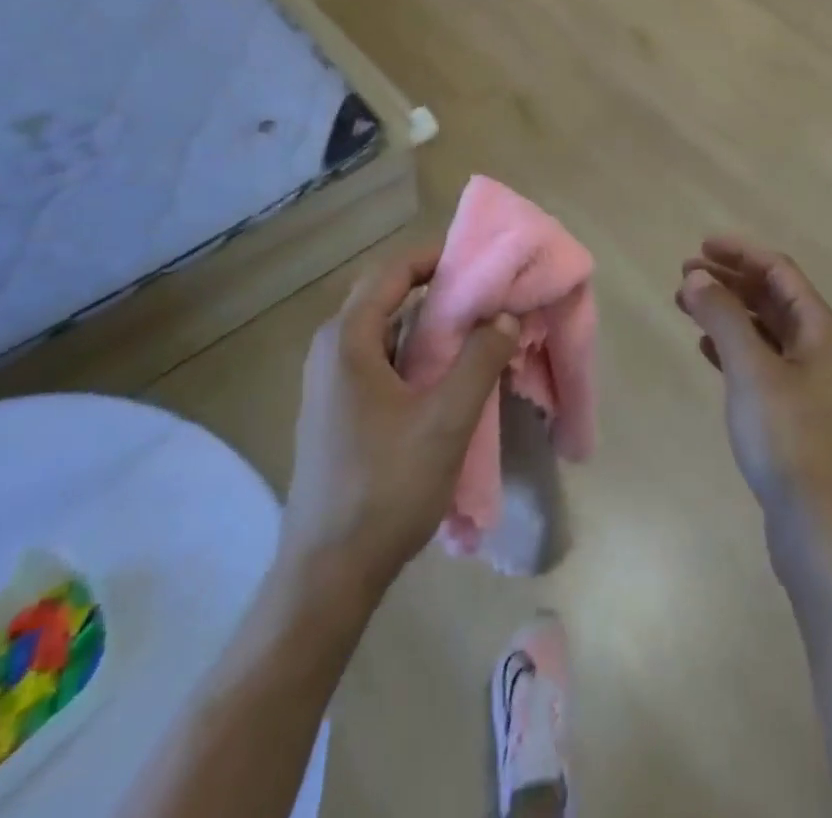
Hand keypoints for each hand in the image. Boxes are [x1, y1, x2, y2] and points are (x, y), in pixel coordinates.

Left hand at [279, 246, 519, 598]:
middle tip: (483, 292)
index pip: (392, 272)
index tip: (479, 259)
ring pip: (383, 331)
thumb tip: (504, 315)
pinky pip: (378, 360)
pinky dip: (413, 352)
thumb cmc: (386, 487)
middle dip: (434, 288)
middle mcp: (330, 351)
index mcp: (346, 340)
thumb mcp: (446, 420)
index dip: (435, 257)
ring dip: (426, 323)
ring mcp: (329, 384)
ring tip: (474, 328)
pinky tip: (446, 374)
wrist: (328, 574)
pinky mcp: (336, 411)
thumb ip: (480, 360)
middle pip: (384, 296)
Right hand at [677, 238, 831, 578]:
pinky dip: (732, 345)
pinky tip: (706, 348)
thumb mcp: (751, 368)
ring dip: (727, 311)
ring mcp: (807, 381)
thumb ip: (722, 316)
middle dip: (729, 279)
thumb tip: (697, 276)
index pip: (778, 270)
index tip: (700, 246)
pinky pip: (759, 360)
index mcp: (819, 328)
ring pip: (763, 328)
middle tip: (683, 274)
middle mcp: (818, 347)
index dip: (740, 252)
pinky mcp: (792, 411)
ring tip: (685, 305)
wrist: (822, 528)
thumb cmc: (788, 438)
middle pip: (771, 296)